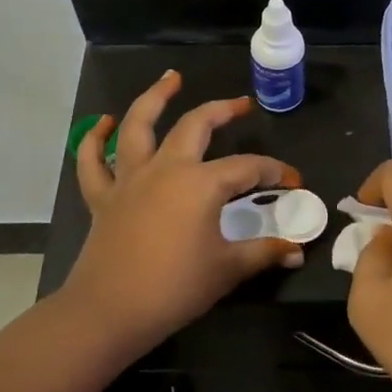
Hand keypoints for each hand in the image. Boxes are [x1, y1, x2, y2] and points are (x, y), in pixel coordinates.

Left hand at [64, 71, 303, 363]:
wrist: (110, 311)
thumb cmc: (175, 289)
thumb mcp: (227, 270)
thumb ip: (264, 253)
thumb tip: (297, 251)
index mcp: (201, 184)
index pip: (248, 168)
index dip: (274, 172)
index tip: (293, 182)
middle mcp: (167, 168)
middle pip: (196, 125)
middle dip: (222, 110)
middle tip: (241, 104)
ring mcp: (130, 179)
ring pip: (139, 125)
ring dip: (155, 98)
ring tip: (171, 79)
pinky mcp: (103, 197)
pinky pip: (93, 161)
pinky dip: (95, 139)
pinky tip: (105, 123)